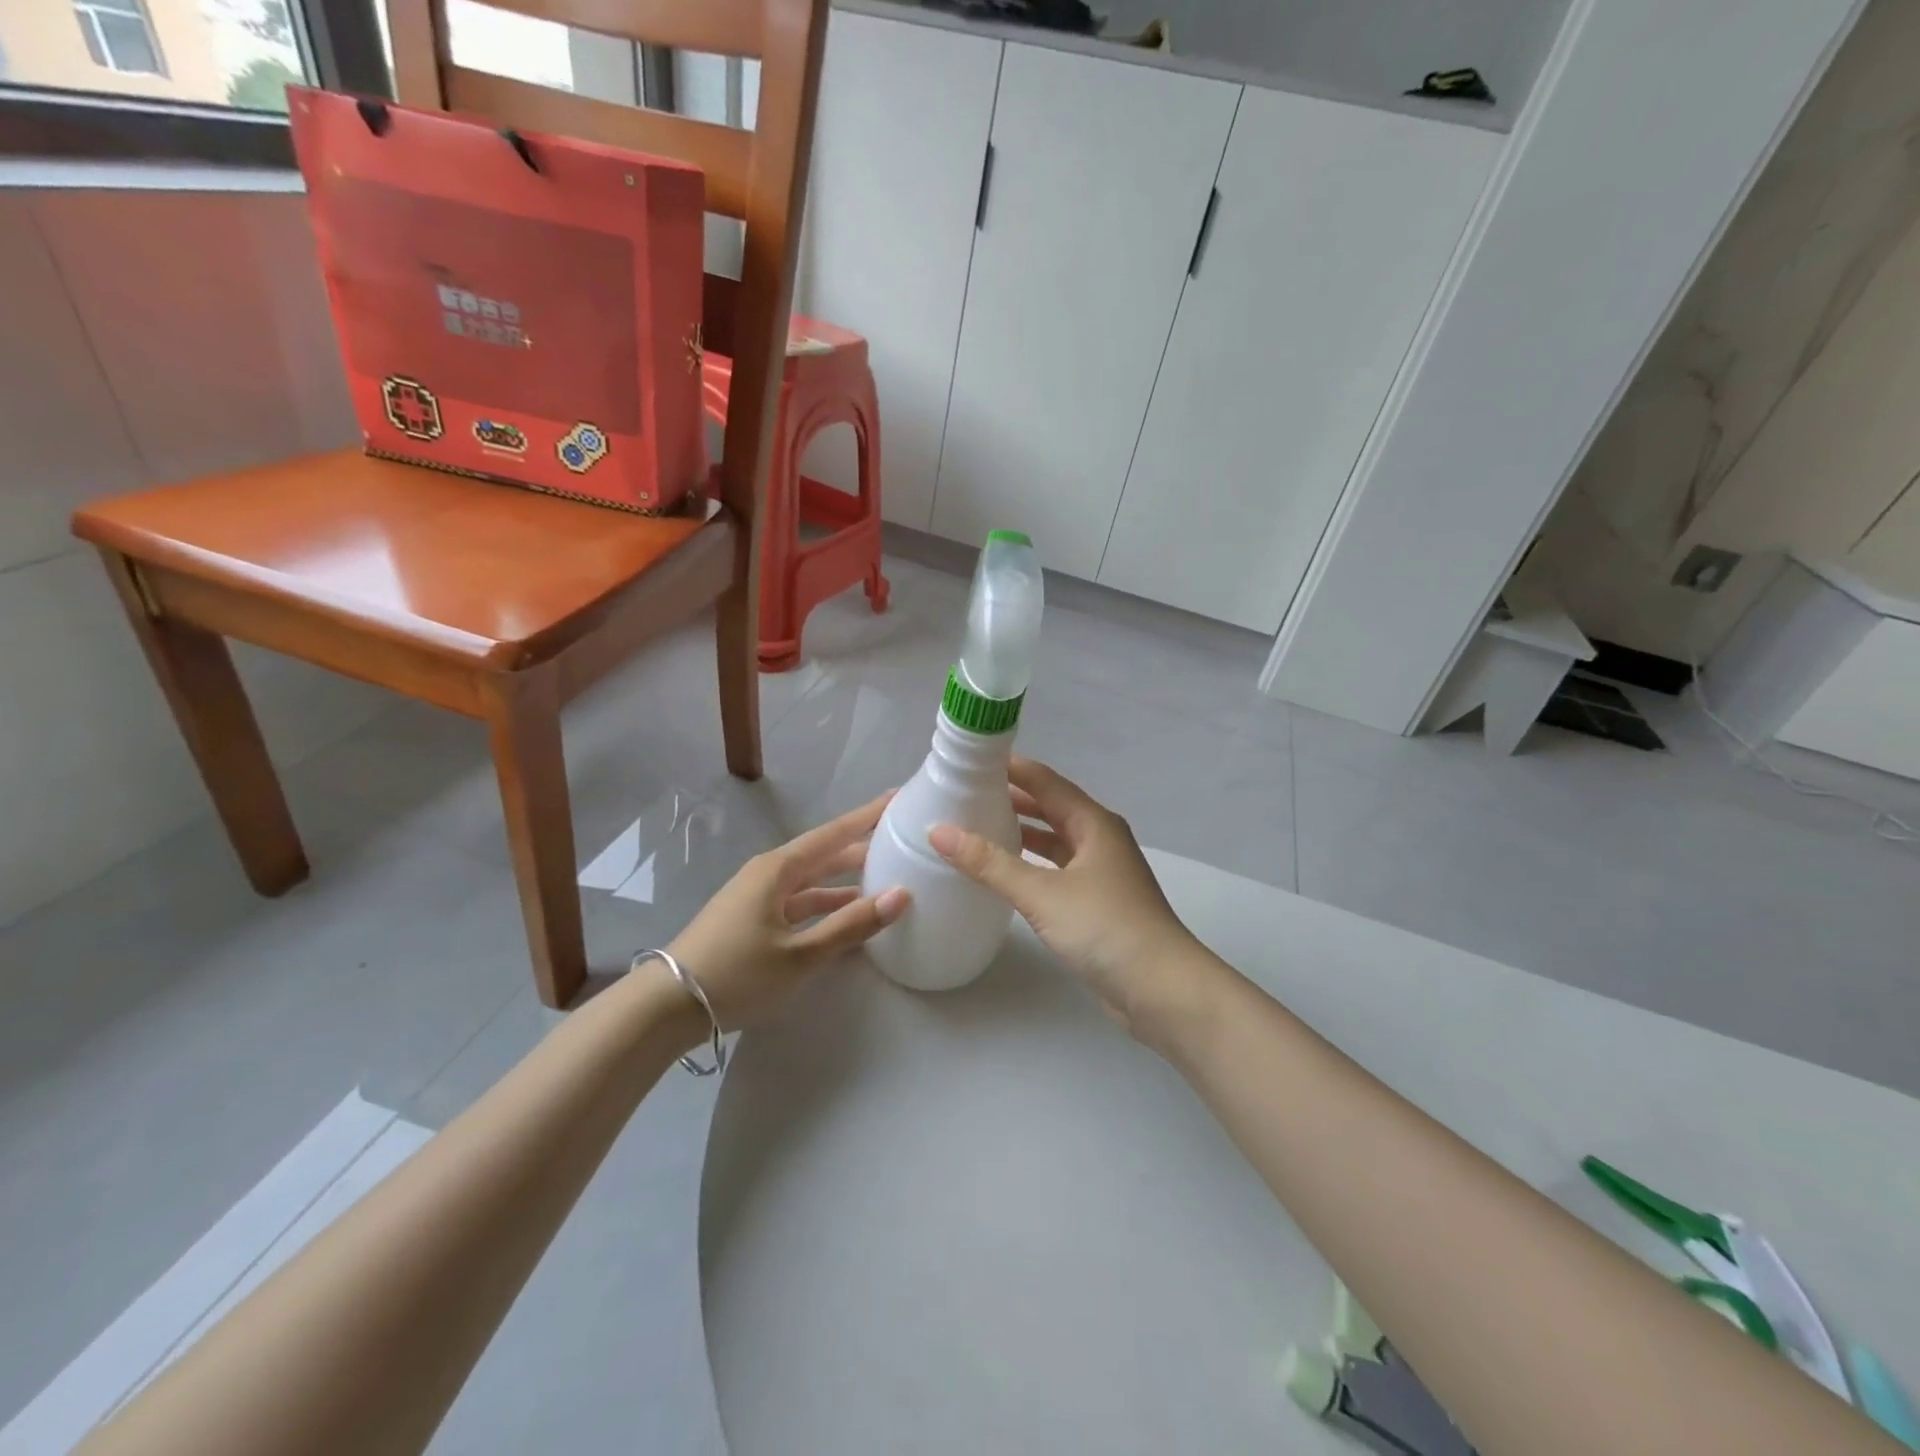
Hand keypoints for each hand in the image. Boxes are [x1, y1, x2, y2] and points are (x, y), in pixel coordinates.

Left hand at [667, 793, 908, 1031]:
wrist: (666, 1007)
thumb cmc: (737, 973)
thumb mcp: (800, 955)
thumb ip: (851, 925)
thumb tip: (902, 895)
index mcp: (779, 869)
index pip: (833, 834)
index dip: (866, 816)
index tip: (896, 798)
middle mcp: (768, 874)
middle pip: (823, 854)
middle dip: (860, 847)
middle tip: (898, 839)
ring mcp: (757, 897)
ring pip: (811, 881)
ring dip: (844, 880)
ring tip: (883, 877)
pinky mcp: (751, 920)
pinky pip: (798, 902)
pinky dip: (825, 905)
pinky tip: (846, 916)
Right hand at [928, 757, 1205, 1035]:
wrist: (1162, 990)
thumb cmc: (1106, 929)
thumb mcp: (1042, 893)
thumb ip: (990, 863)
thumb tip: (938, 831)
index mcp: (1093, 823)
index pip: (1045, 781)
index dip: (1010, 767)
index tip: (969, 760)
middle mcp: (1100, 839)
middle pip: (1050, 807)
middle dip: (1011, 798)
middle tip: (964, 793)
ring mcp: (1101, 871)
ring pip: (1054, 839)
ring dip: (1021, 831)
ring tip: (977, 826)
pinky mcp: (1097, 902)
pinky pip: (1057, 869)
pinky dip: (1031, 864)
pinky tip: (1006, 872)